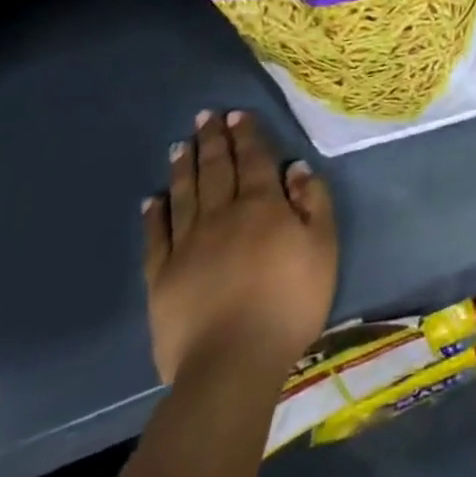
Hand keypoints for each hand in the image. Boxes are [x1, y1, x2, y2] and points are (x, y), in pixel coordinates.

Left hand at [142, 110, 337, 387]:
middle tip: (205, 116)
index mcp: (262, 205)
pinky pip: (157, 236)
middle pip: (216, 169)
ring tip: (181, 144)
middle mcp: (221, 215)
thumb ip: (312, 202)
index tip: (237, 114)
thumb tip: (295, 168)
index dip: (246, 135)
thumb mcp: (322, 247)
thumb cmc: (290, 301)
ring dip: (184, 167)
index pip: (253, 159)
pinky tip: (153, 200)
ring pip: (184, 194)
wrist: (233, 362)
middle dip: (212, 140)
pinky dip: (155, 214)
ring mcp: (187, 245)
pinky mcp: (162, 277)